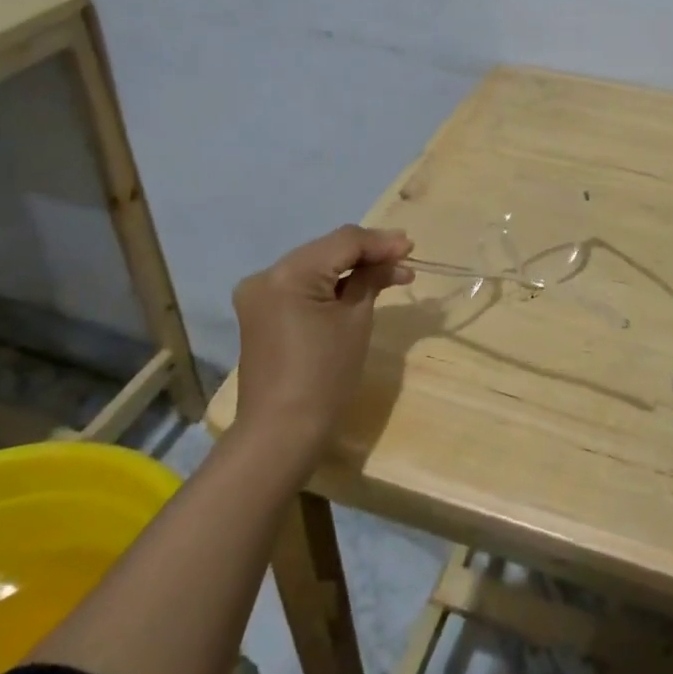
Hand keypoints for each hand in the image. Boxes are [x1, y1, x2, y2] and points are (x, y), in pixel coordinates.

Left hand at [230, 225, 413, 457]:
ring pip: (316, 266)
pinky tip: (360, 287)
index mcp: (287, 273)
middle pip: (327, 250)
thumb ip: (371, 279)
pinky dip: (331, 285)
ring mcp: (260, 294)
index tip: (412, 248)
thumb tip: (392, 258)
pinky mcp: (262, 312)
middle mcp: (266, 275)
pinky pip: (303, 286)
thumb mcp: (355, 320)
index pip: (343, 242)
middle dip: (367, 254)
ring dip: (352, 269)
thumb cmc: (325, 376)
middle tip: (406, 258)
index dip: (380, 242)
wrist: (282, 432)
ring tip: (393, 274)